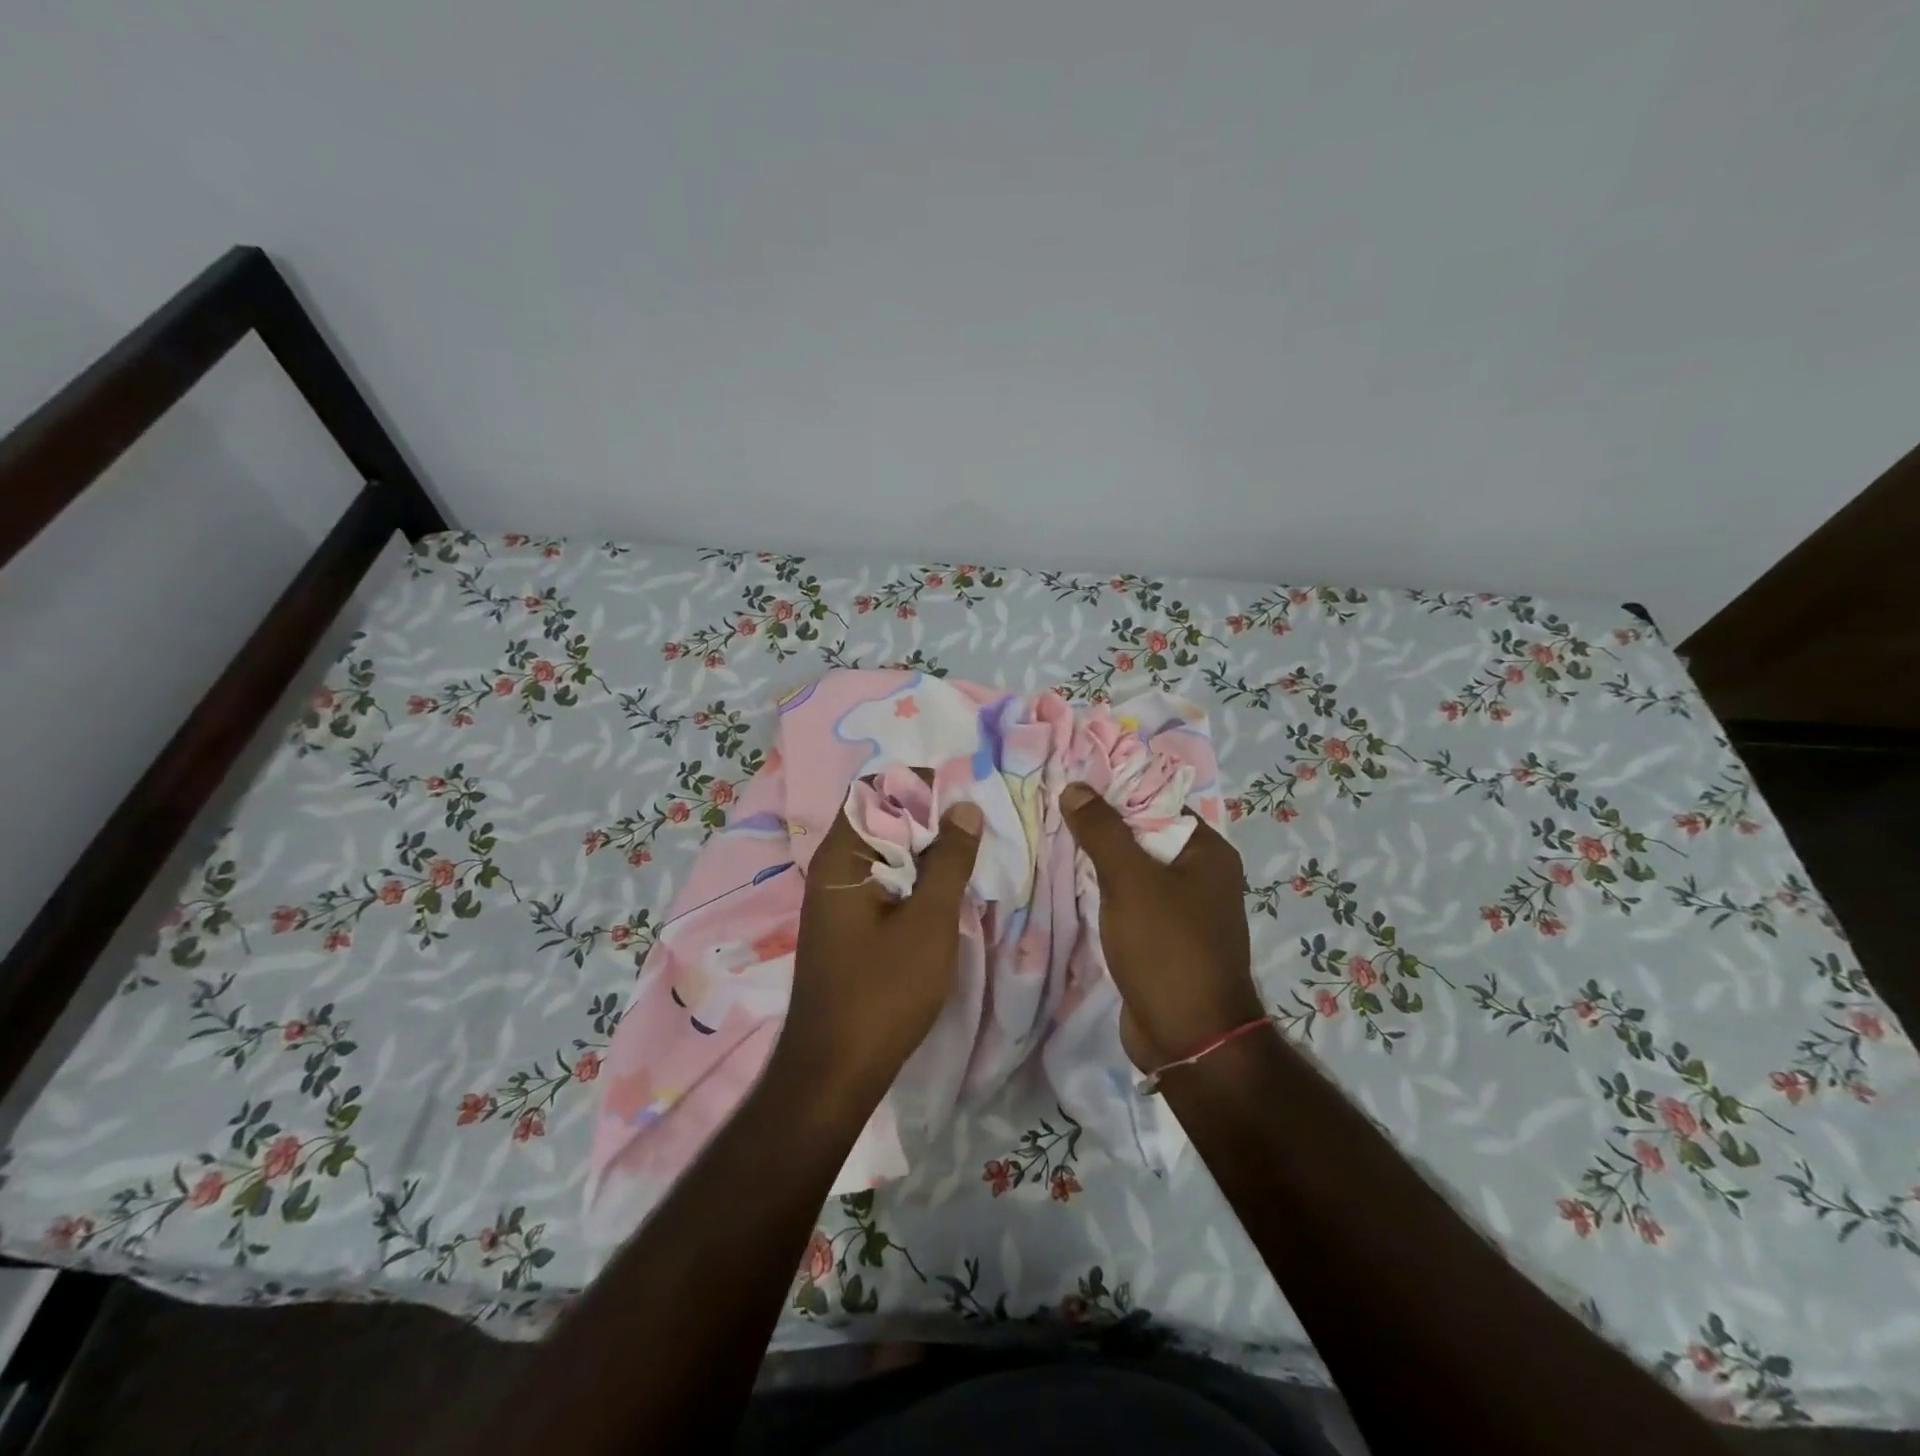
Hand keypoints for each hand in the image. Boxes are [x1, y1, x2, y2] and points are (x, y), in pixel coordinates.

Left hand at [779, 798, 983, 1104]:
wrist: (835, 1070)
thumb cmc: (883, 991)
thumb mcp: (929, 921)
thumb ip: (949, 861)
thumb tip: (964, 808)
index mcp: (841, 857)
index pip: (874, 791)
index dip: (918, 785)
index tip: (963, 793)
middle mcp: (831, 869)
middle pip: (878, 819)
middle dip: (926, 816)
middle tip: (974, 823)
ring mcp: (835, 899)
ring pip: (882, 853)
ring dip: (922, 849)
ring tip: (968, 852)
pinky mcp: (846, 925)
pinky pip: (880, 882)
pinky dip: (911, 877)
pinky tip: (943, 889)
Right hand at [1059, 782, 1262, 1071]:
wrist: (1188, 1038)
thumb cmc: (1167, 949)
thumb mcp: (1130, 881)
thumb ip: (1102, 831)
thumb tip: (1076, 788)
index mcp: (1208, 852)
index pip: (1158, 803)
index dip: (1115, 793)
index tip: (1071, 787)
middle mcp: (1202, 875)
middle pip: (1144, 836)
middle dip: (1101, 828)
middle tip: (1053, 812)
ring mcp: (1183, 910)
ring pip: (1134, 871)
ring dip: (1099, 862)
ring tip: (1053, 841)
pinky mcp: (1163, 938)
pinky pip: (1130, 902)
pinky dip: (1104, 893)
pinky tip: (1070, 884)